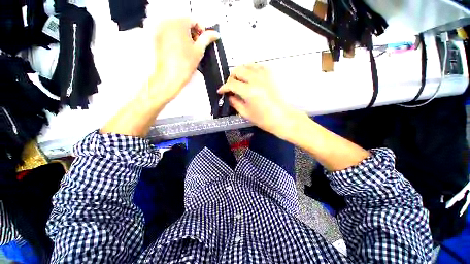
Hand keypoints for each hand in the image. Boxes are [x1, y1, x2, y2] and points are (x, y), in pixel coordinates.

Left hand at [146, 18, 219, 103]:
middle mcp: (167, 23)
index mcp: (179, 23)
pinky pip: (170, 34)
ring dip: (185, 36)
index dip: (202, 30)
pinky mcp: (157, 38)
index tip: (204, 38)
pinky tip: (181, 51)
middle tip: (197, 46)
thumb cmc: (182, 65)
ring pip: (177, 28)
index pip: (194, 20)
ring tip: (189, 50)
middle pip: (185, 23)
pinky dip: (177, 39)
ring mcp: (161, 30)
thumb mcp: (199, 50)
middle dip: (193, 33)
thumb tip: (214, 34)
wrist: (170, 76)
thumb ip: (207, 38)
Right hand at [218, 64, 301, 137]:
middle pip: (238, 70)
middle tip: (230, 87)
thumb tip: (229, 96)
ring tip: (239, 81)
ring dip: (240, 72)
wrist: (282, 118)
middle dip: (231, 77)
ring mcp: (265, 76)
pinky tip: (250, 77)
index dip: (224, 87)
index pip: (231, 84)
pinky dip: (251, 69)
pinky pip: (258, 66)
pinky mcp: (270, 76)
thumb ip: (235, 103)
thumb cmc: (263, 119)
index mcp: (249, 91)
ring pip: (247, 65)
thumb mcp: (246, 113)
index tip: (221, 91)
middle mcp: (256, 80)